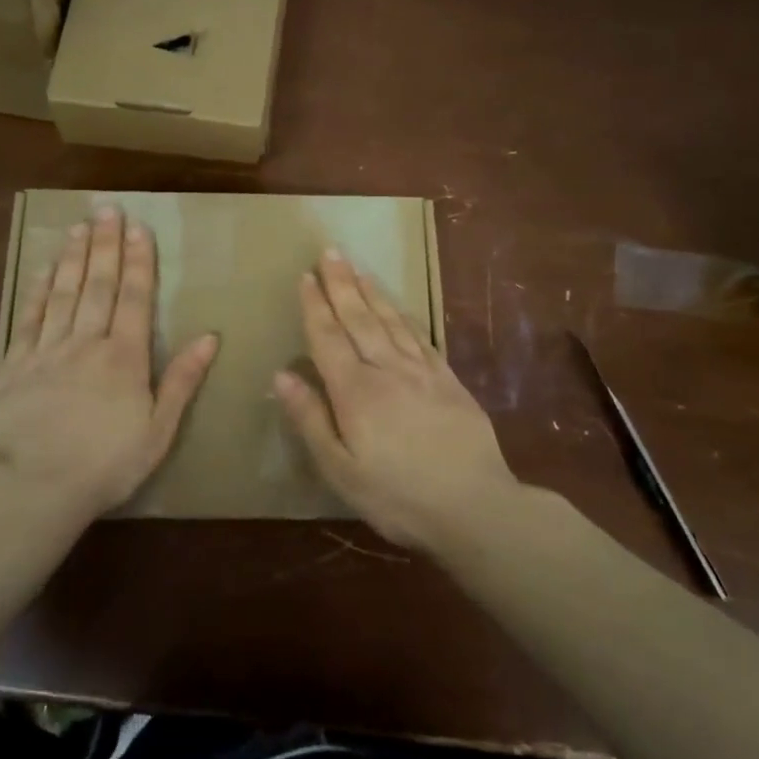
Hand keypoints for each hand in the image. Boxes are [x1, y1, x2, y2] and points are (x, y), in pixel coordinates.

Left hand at [0, 207, 217, 521]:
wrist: (32, 488)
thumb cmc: (106, 464)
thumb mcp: (158, 430)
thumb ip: (181, 380)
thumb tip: (209, 337)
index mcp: (124, 357)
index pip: (134, 297)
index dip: (138, 260)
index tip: (139, 228)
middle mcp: (85, 342)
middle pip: (97, 284)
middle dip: (106, 244)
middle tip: (108, 209)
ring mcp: (46, 350)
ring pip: (63, 292)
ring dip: (74, 257)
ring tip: (81, 226)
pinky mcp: (15, 364)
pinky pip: (29, 316)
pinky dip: (39, 289)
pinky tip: (46, 268)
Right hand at [275, 249, 518, 549]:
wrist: (476, 506)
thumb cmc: (398, 497)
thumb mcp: (341, 471)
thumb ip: (311, 420)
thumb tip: (282, 375)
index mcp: (356, 392)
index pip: (328, 338)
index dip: (315, 306)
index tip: (305, 276)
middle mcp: (388, 370)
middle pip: (359, 318)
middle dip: (342, 284)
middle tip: (330, 252)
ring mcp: (422, 372)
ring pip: (391, 320)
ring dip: (371, 292)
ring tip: (358, 267)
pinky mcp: (449, 380)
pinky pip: (421, 336)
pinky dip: (405, 315)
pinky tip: (399, 306)